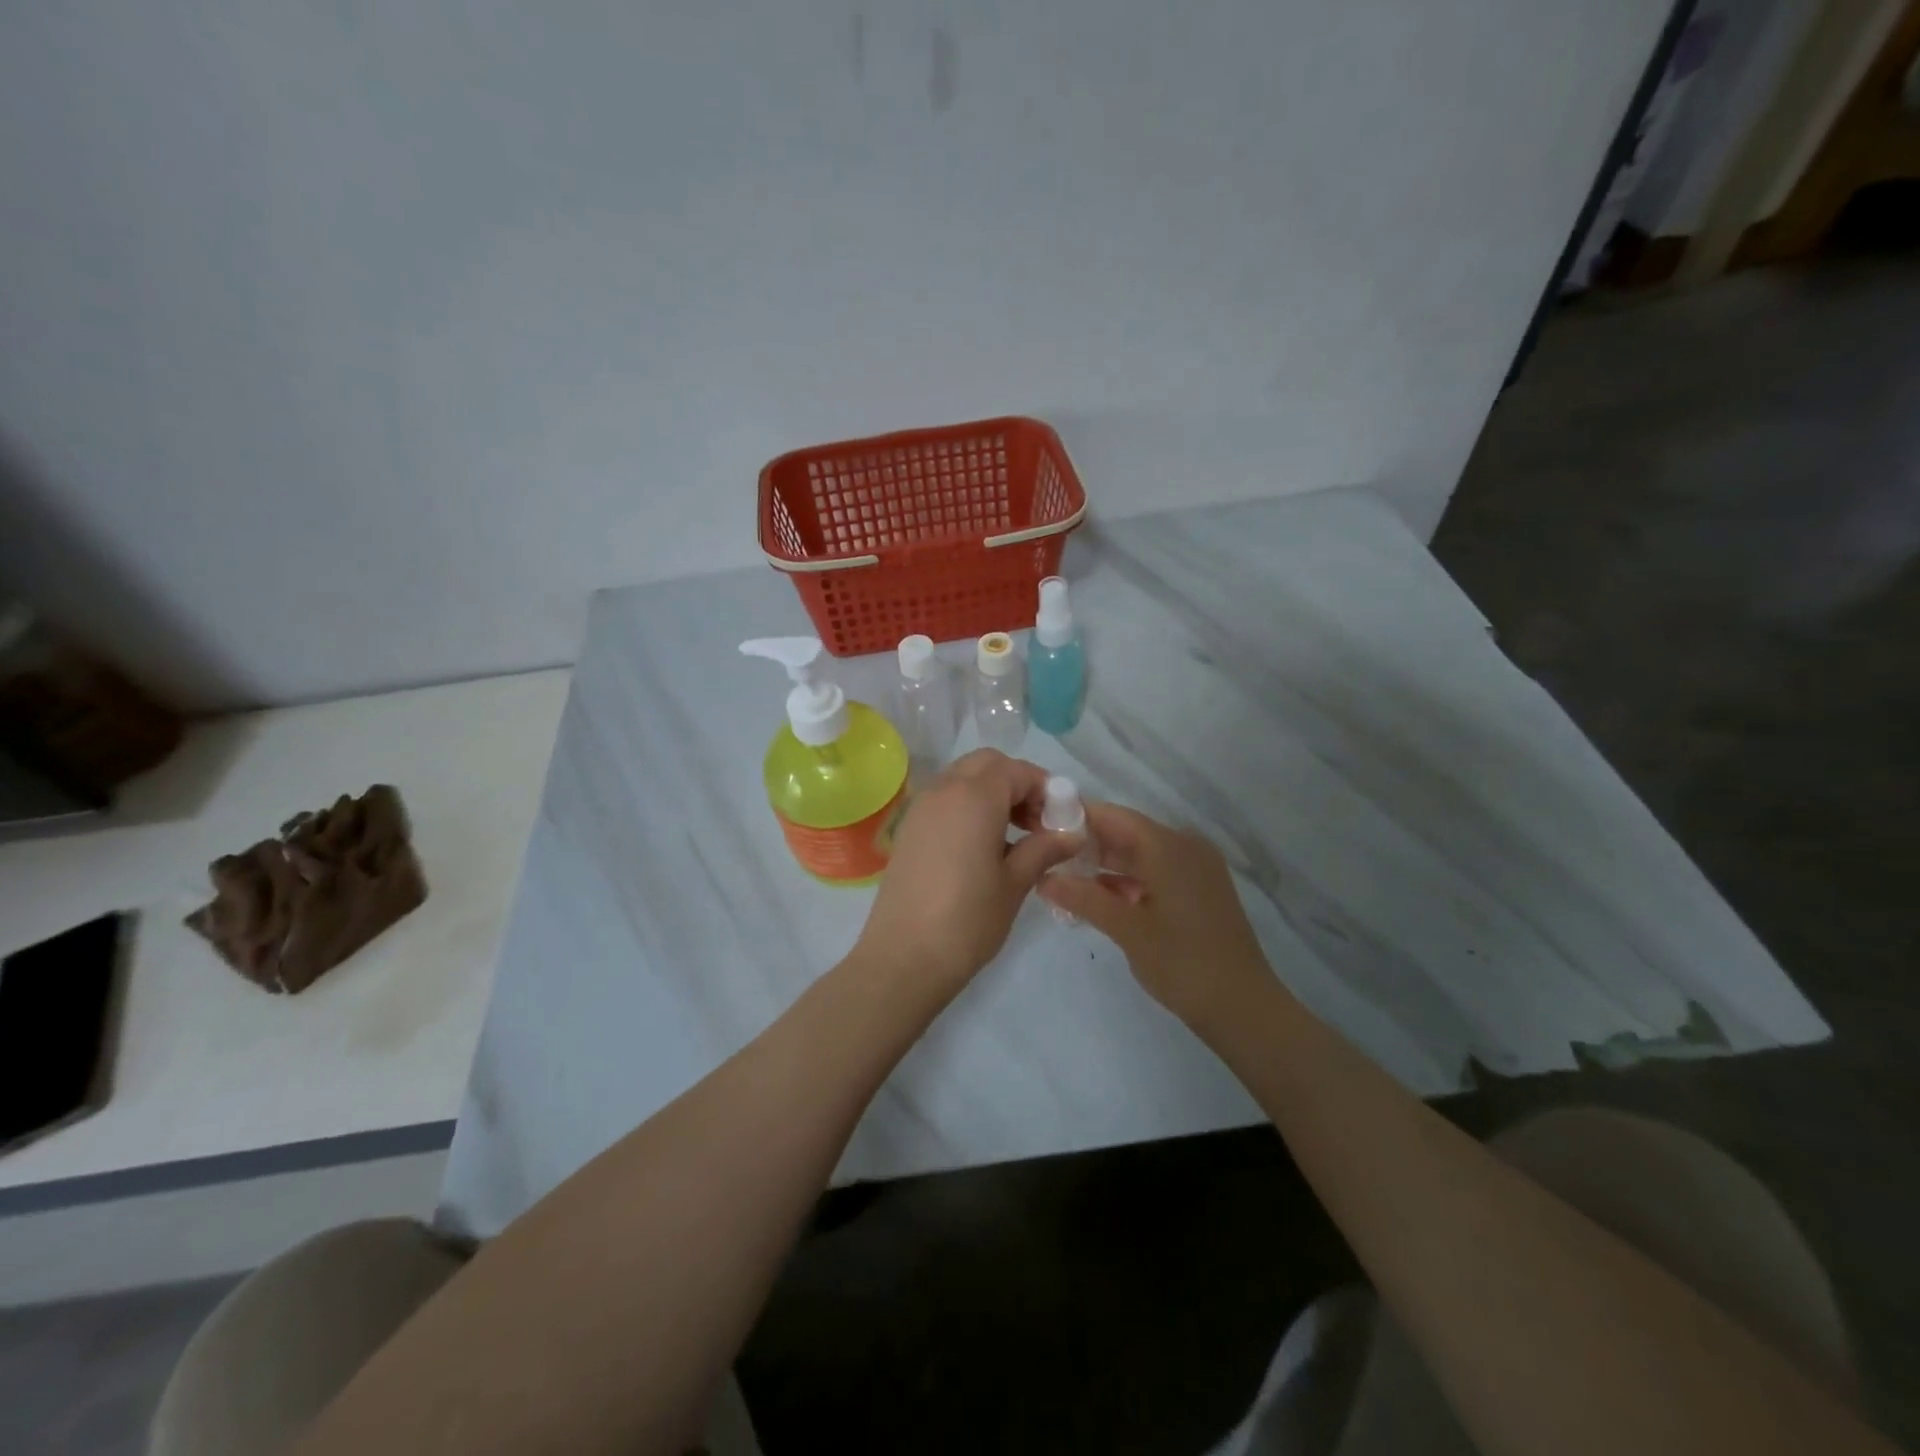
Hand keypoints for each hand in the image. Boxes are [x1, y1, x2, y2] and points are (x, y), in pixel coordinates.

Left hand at [851, 750, 1078, 994]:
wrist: (903, 958)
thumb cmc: (967, 920)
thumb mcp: (1014, 883)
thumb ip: (1044, 849)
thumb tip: (1073, 833)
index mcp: (974, 797)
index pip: (1017, 770)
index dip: (1045, 788)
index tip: (1062, 819)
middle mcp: (944, 790)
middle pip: (987, 765)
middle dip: (1017, 783)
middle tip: (1037, 822)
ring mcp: (921, 808)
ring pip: (963, 779)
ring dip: (992, 793)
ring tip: (1015, 836)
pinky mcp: (908, 830)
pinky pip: (945, 800)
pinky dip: (969, 807)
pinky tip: (983, 847)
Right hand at [1038, 803, 1273, 1033]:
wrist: (1243, 1007)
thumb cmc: (1182, 962)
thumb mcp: (1126, 929)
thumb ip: (1083, 897)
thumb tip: (1043, 878)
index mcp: (1167, 846)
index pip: (1113, 816)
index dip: (1077, 817)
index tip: (1041, 827)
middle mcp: (1185, 847)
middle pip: (1127, 833)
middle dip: (1088, 844)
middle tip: (1046, 857)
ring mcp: (1197, 869)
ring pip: (1142, 855)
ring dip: (1107, 865)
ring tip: (1065, 880)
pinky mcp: (1201, 891)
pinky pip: (1157, 872)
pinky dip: (1129, 881)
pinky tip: (1101, 899)